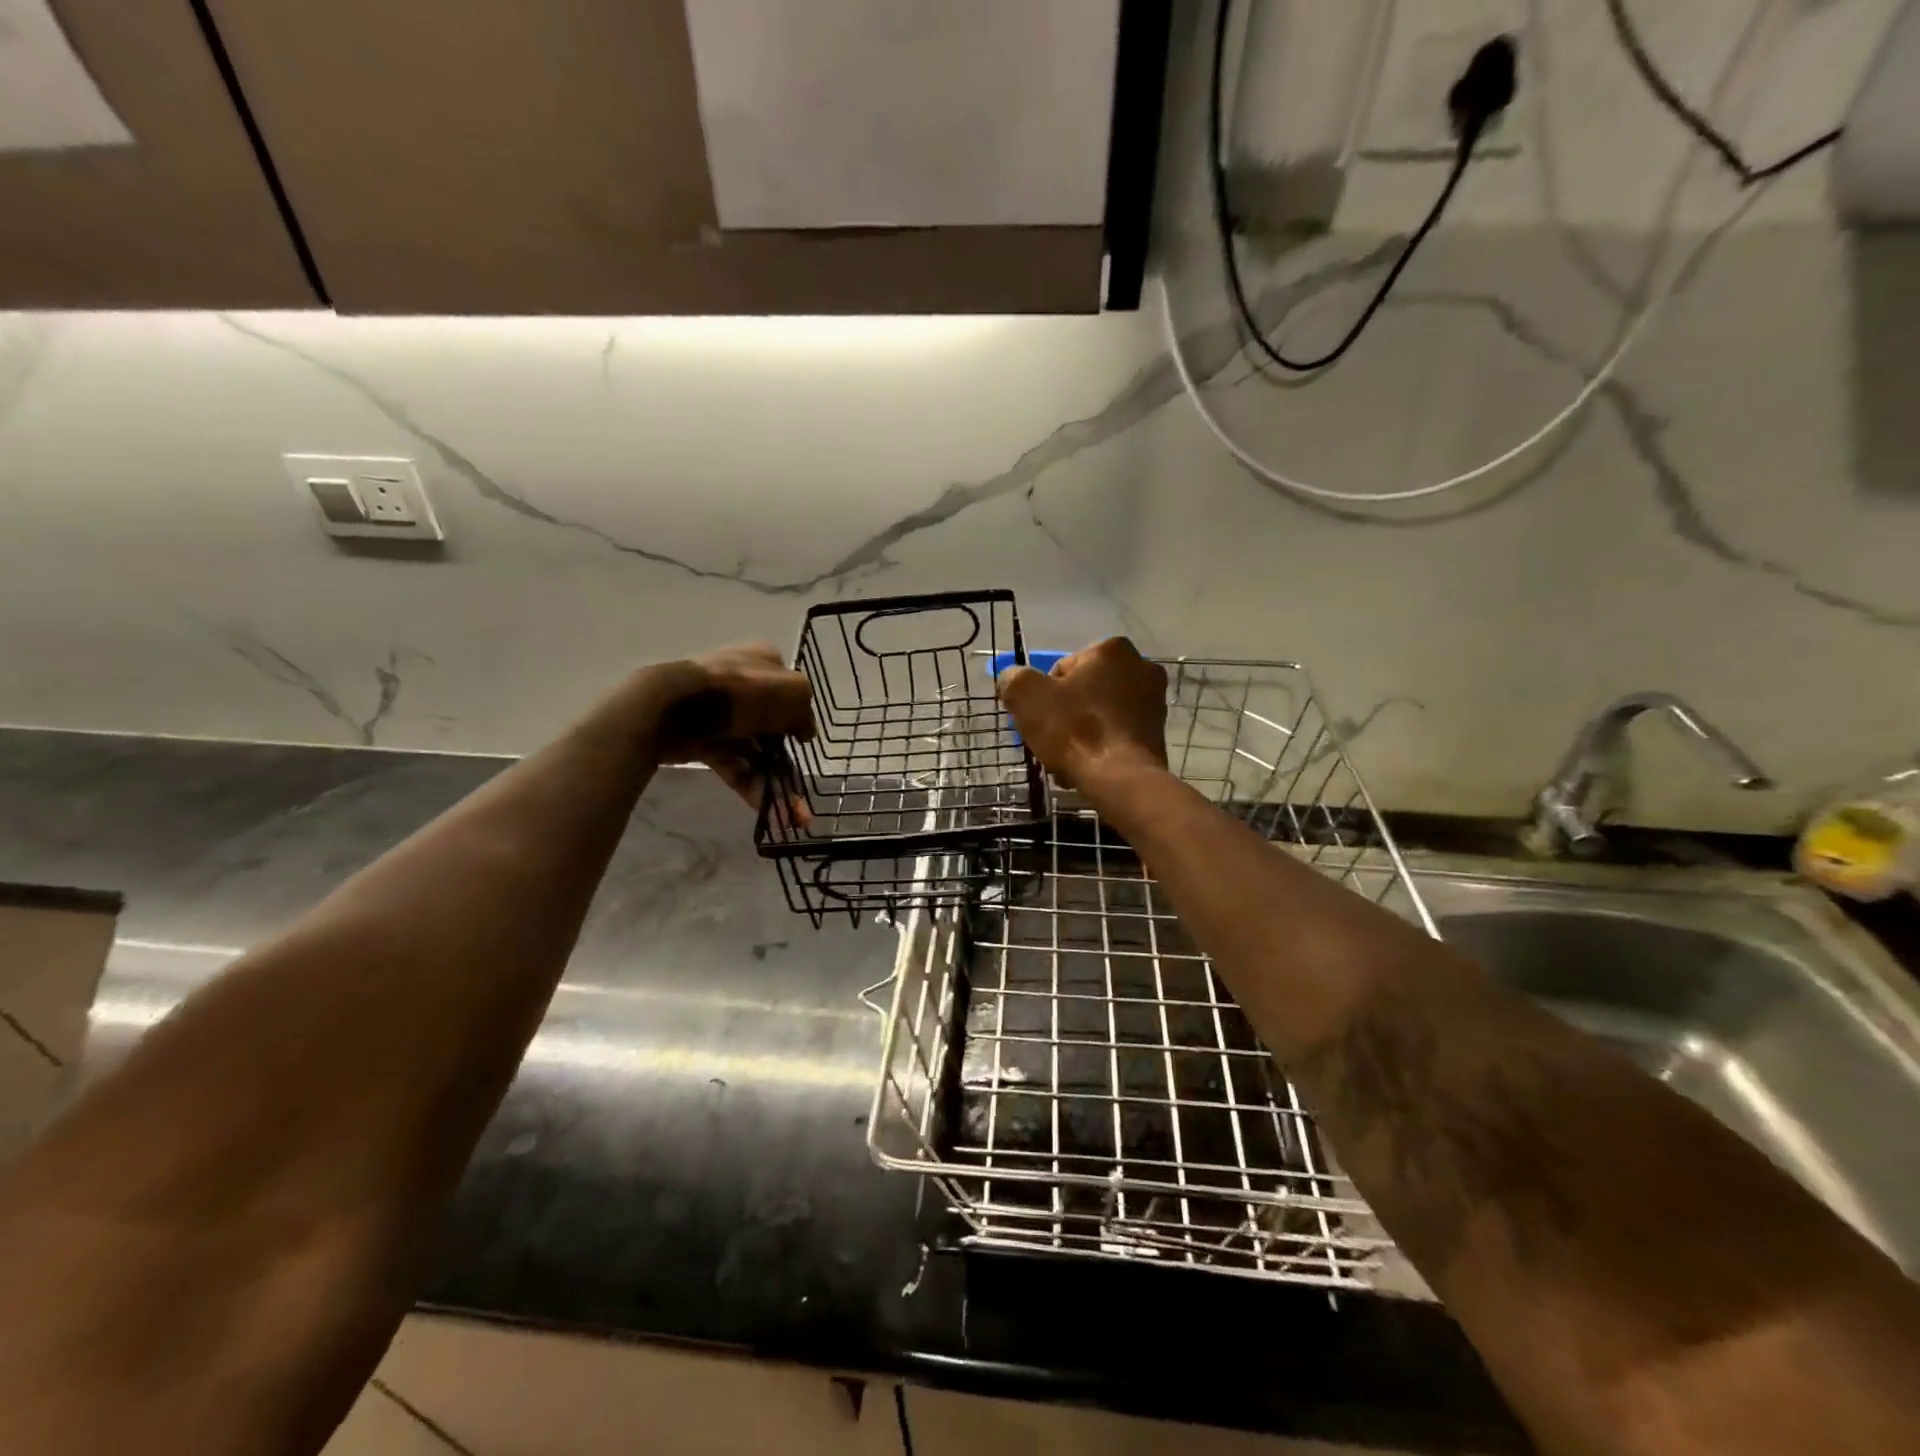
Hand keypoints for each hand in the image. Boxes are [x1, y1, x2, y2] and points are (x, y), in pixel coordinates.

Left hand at [643, 644, 814, 812]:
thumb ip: (805, 712)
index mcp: (763, 662)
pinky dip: (750, 786)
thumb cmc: (741, 692)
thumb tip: (805, 732)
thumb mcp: (793, 692)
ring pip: (753, 750)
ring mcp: (719, 713)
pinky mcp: (701, 739)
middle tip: (800, 789)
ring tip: (791, 814)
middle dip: (788, 759)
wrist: (672, 706)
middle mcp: (741, 683)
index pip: (789, 688)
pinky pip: (733, 765)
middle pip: (772, 724)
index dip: (800, 715)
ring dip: (774, 782)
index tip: (805, 743)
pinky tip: (768, 811)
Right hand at [996, 637, 1168, 790]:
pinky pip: (1117, 734)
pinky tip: (1087, 767)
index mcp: (1112, 649)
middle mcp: (1141, 667)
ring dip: (1081, 732)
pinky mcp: (1159, 732)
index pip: (1063, 668)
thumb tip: (1013, 679)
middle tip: (1050, 740)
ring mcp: (1155, 701)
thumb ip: (1014, 679)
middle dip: (1065, 713)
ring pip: (1100, 714)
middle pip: (1084, 691)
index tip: (1039, 719)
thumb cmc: (1074, 730)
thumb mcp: (1026, 696)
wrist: (1121, 779)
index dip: (1044, 695)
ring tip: (1066, 760)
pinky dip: (1101, 747)